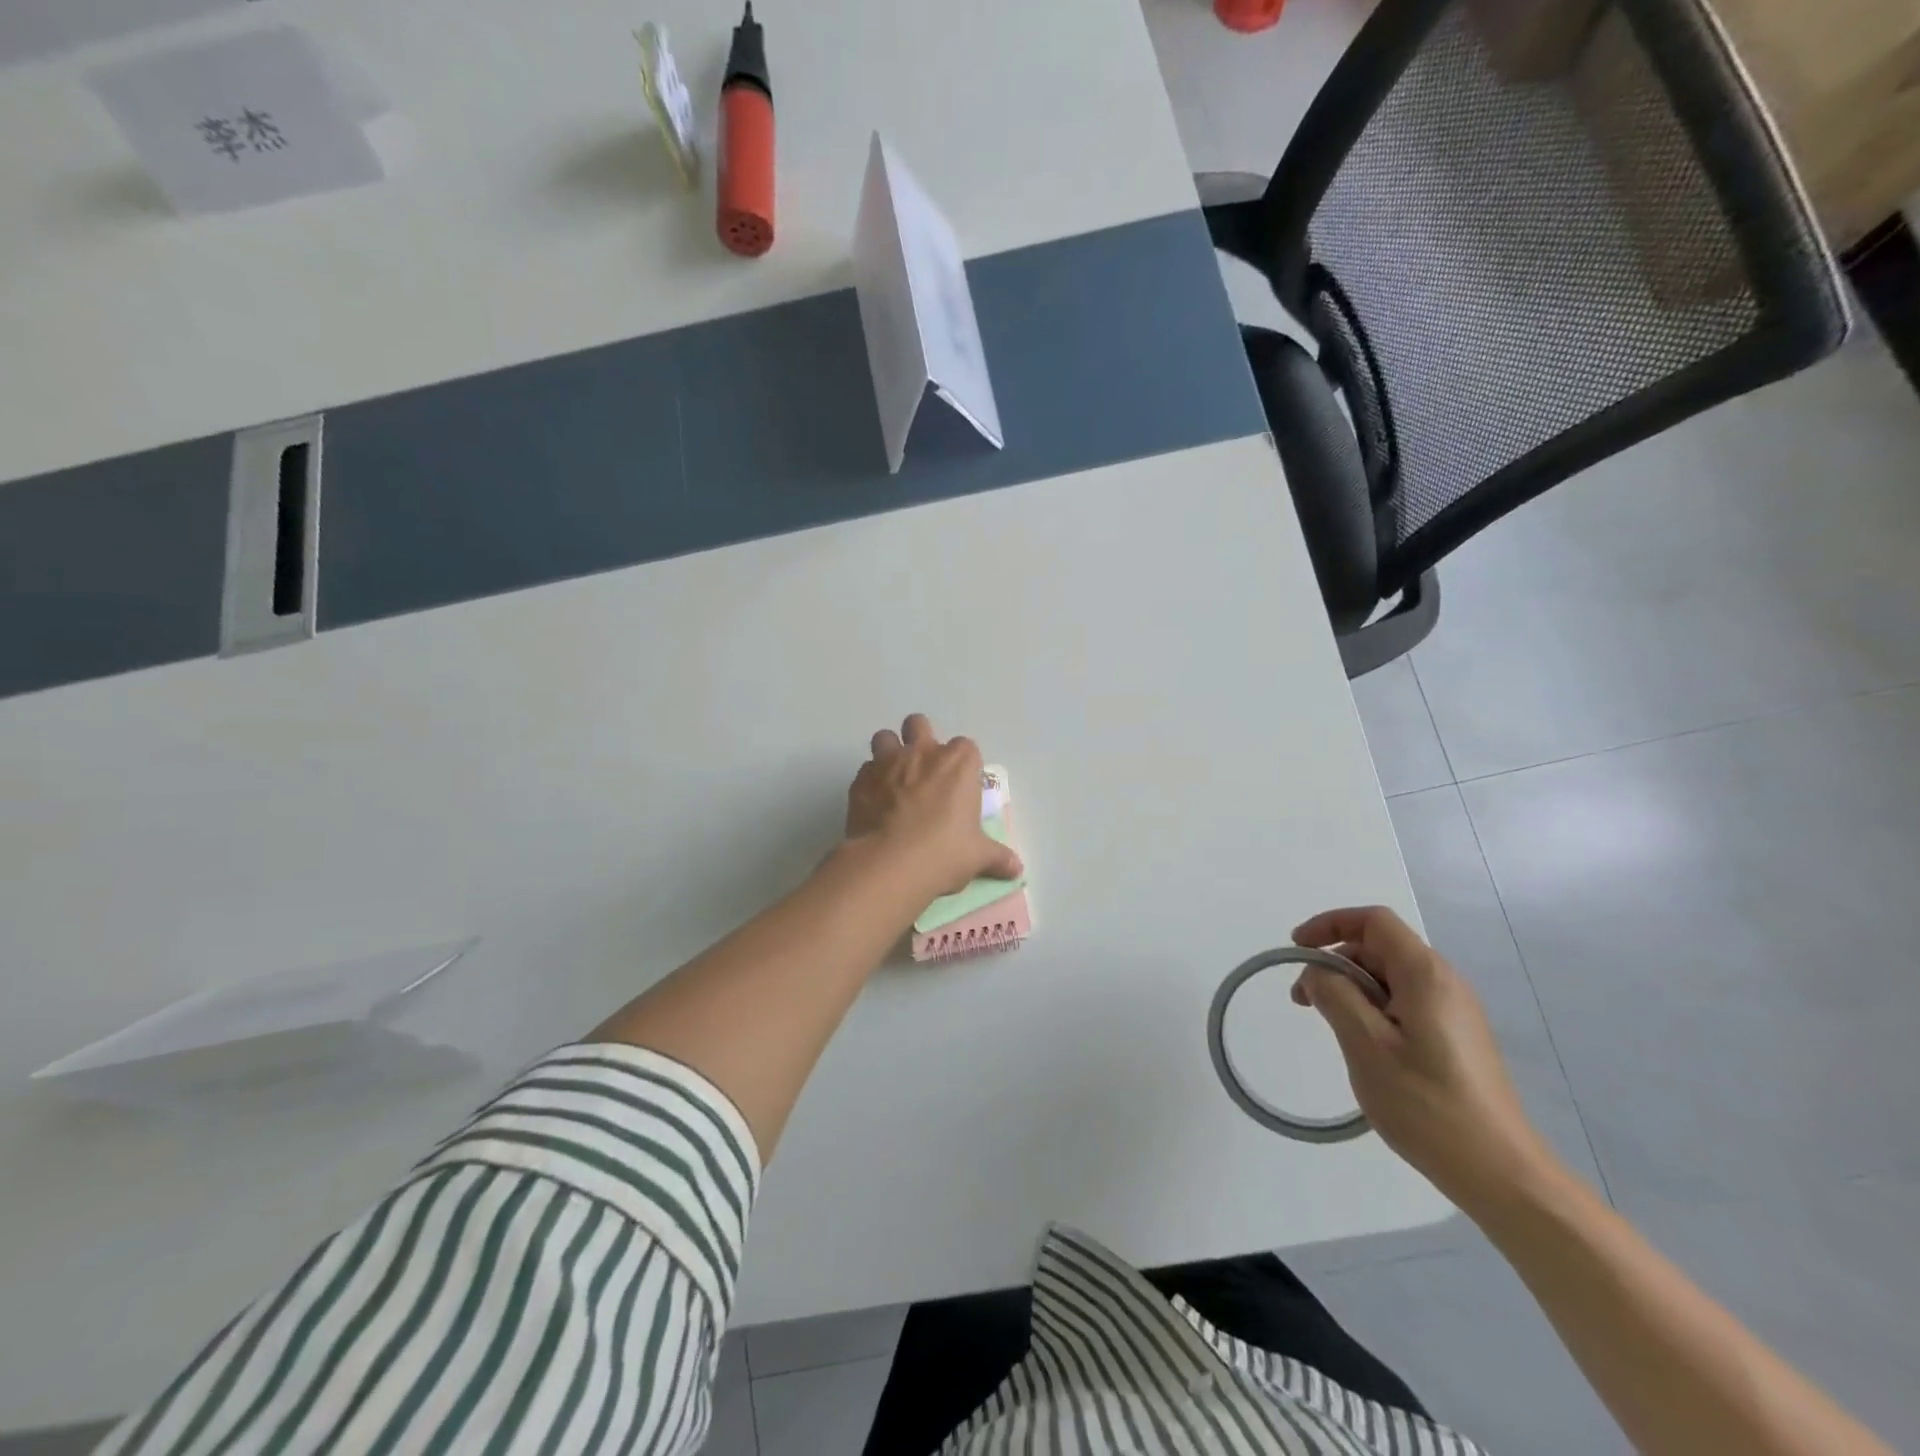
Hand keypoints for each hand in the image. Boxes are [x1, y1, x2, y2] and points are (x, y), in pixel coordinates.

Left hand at [846, 715, 1023, 895]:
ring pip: (885, 737)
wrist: (889, 864)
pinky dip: (870, 781)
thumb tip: (1016, 868)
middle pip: (919, 724)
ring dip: (889, 752)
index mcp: (958, 764)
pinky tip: (874, 804)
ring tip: (893, 779)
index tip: (961, 785)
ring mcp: (887, 763)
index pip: (966, 748)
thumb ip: (997, 857)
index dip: (963, 764)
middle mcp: (922, 753)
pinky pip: (865, 770)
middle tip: (923, 770)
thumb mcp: (977, 857)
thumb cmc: (944, 853)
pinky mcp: (860, 781)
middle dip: (920, 738)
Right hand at [1291, 905, 1556, 1212]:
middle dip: (1335, 963)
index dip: (1330, 924)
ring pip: (1390, 978)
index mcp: (1425, 975)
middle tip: (1303, 1001)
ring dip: (1351, 989)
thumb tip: (1318, 972)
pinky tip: (1363, 1046)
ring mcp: (1455, 1011)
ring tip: (1330, 1027)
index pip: (1373, 921)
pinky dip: (1373, 1009)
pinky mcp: (1456, 1038)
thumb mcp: (1366, 1045)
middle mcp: (1445, 982)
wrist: (1501, 1174)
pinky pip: (1405, 1003)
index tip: (1297, 949)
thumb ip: (1334, 996)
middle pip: (1379, 948)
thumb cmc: (1428, 1105)